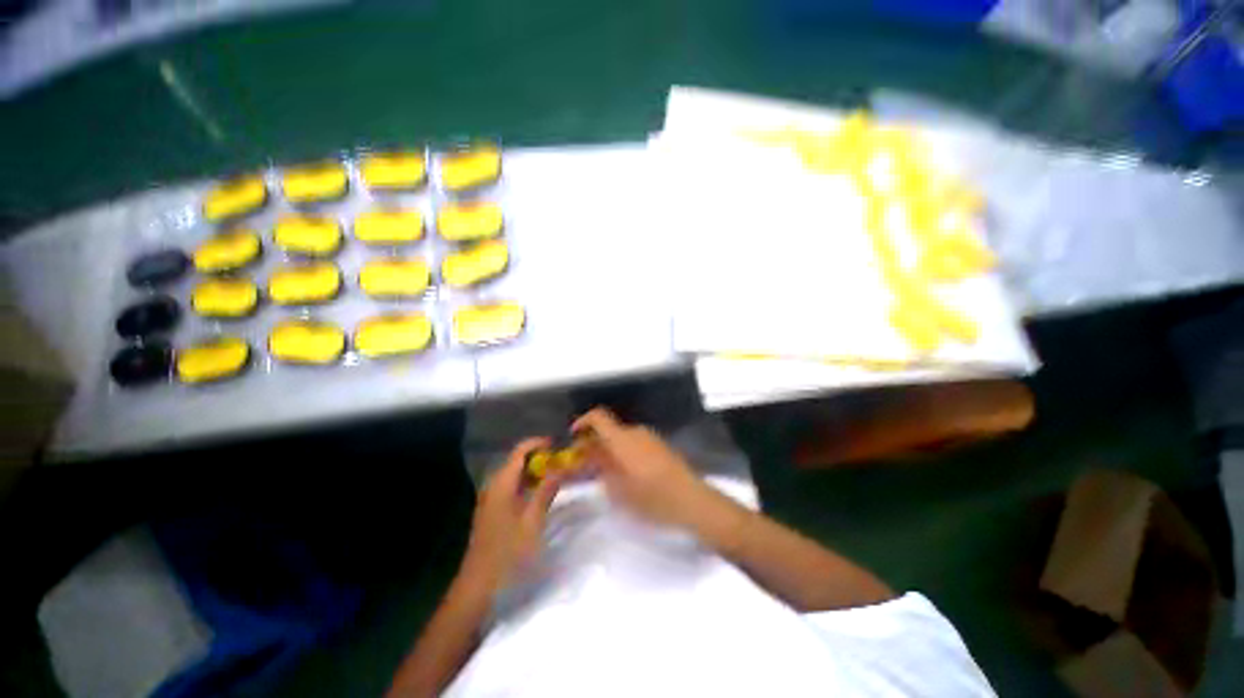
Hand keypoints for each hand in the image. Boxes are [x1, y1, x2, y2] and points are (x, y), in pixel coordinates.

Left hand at [461, 438, 563, 588]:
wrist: (478, 587)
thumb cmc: (508, 553)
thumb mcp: (533, 522)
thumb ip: (545, 492)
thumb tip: (559, 469)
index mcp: (501, 485)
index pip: (519, 452)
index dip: (537, 443)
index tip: (556, 443)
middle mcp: (493, 487)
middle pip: (515, 461)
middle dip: (537, 456)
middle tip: (560, 460)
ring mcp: (490, 500)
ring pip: (513, 475)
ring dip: (533, 471)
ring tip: (554, 473)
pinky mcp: (491, 512)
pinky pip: (510, 488)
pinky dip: (526, 484)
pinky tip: (539, 493)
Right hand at [572, 408, 714, 529]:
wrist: (690, 499)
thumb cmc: (651, 496)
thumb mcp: (619, 490)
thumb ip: (602, 470)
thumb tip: (592, 458)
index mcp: (622, 439)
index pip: (598, 417)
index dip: (583, 422)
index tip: (573, 436)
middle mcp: (636, 432)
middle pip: (609, 430)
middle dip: (595, 443)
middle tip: (585, 463)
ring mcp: (650, 438)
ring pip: (622, 438)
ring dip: (610, 449)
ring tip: (604, 472)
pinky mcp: (660, 446)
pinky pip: (635, 443)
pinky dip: (624, 452)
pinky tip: (625, 473)